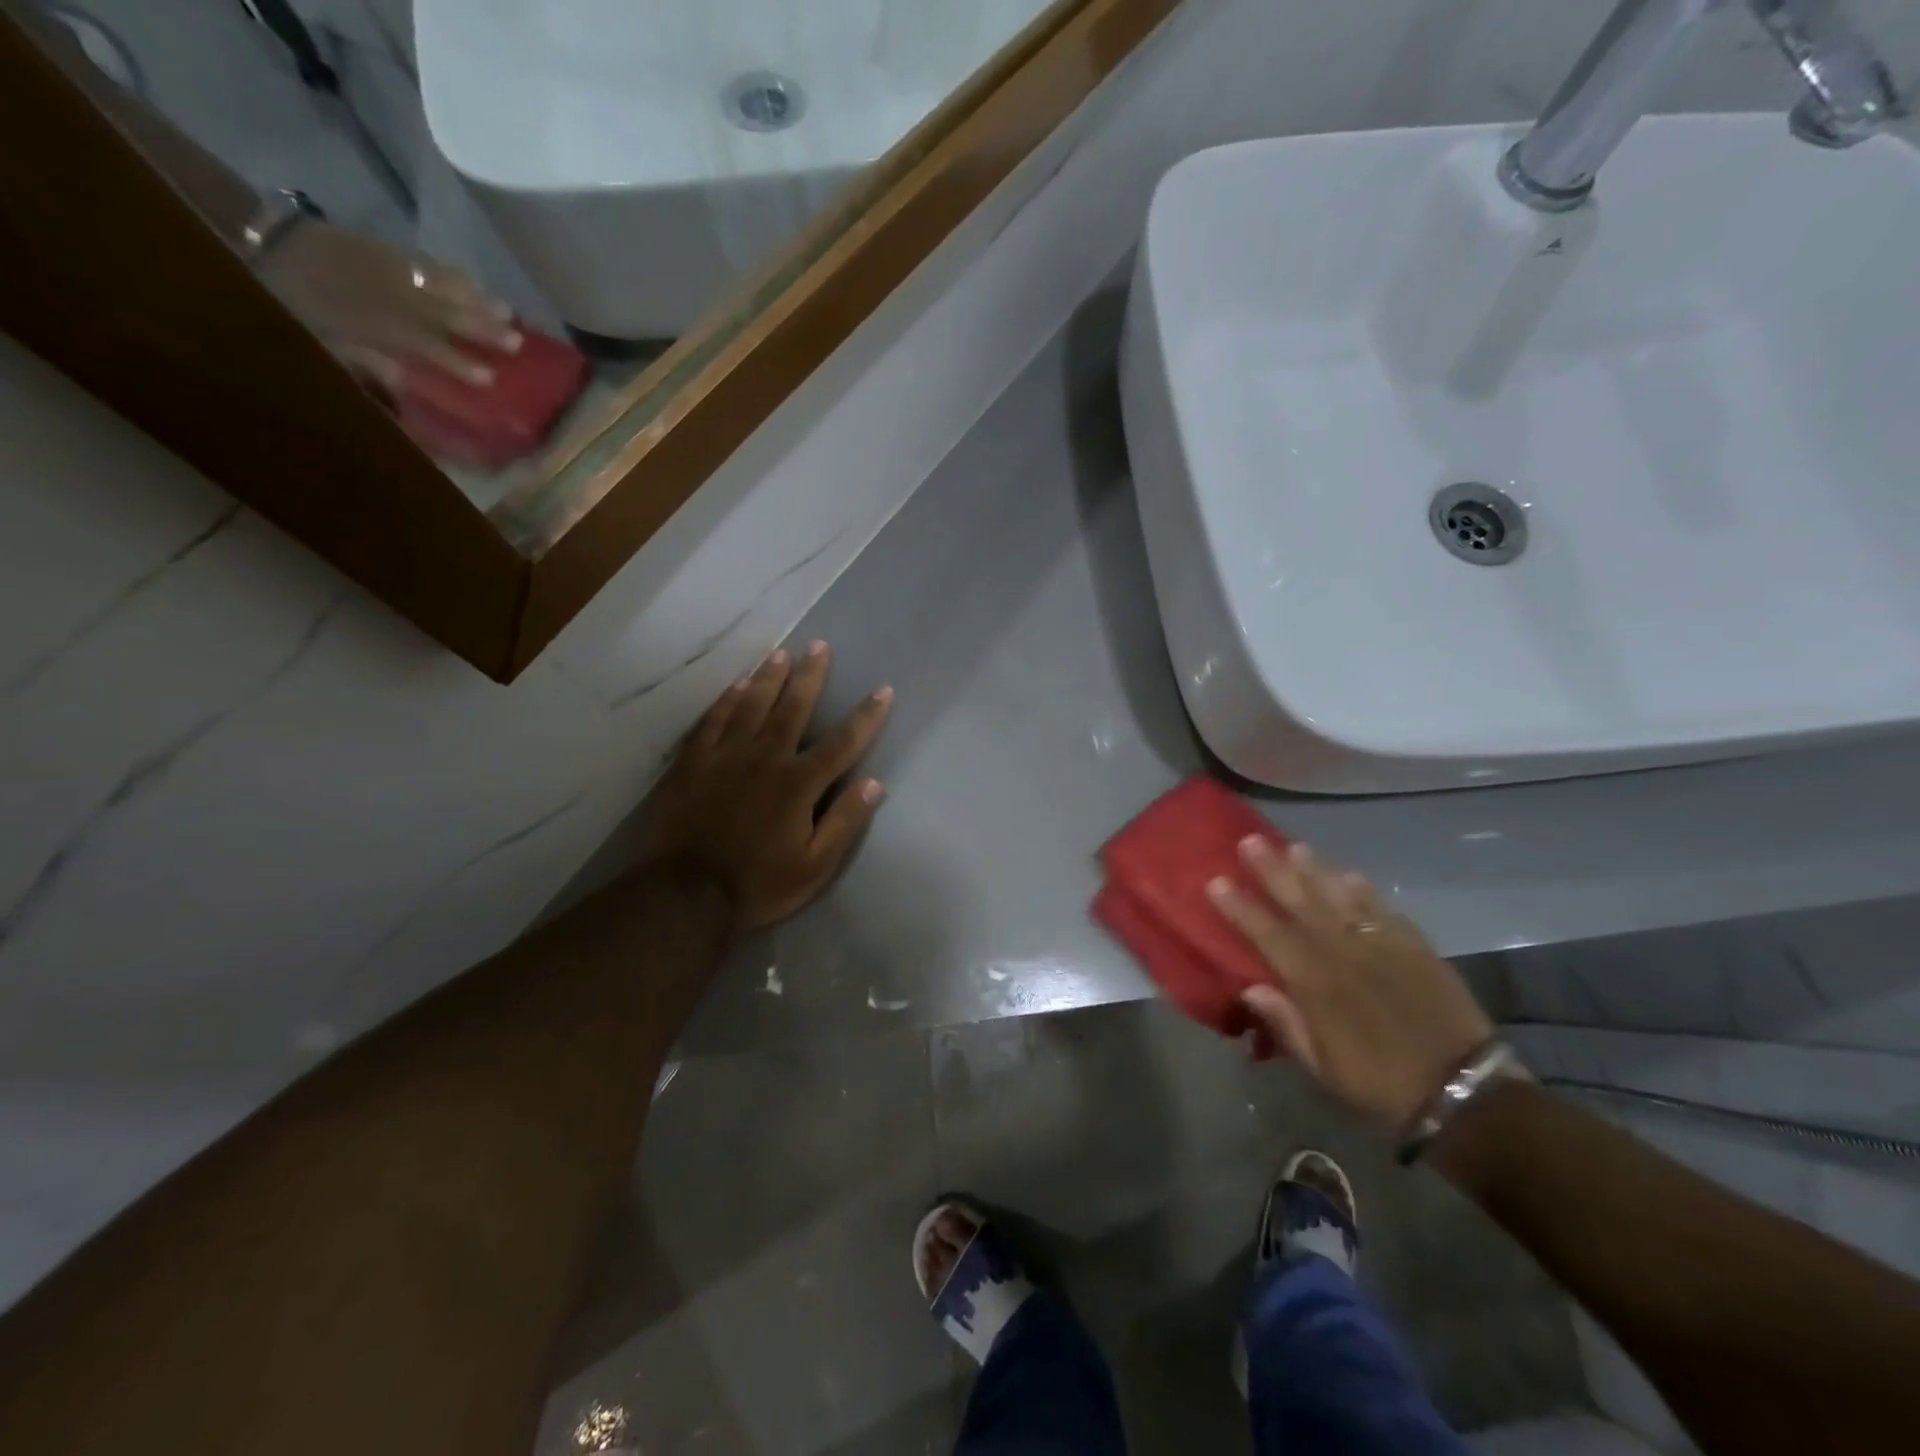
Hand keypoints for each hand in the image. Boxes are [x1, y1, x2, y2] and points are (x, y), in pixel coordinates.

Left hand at [255, 221, 523, 388]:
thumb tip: (404, 385)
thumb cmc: (285, 303)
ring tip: (507, 312)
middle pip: (444, 314)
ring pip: (440, 285)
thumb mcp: (316, 342)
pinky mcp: (380, 247)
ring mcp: (386, 269)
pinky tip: (472, 281)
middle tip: (517, 343)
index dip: (457, 364)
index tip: (489, 380)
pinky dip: (450, 272)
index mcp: (373, 324)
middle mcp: (389, 296)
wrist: (252, 236)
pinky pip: (423, 261)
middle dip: (482, 329)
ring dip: (476, 299)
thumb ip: (363, 363)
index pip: (427, 347)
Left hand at [639, 644, 893, 934]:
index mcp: (798, 784)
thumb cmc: (758, 885)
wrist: (685, 896)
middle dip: (810, 676)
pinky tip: (735, 686)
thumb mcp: (814, 866)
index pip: (842, 743)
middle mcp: (764, 759)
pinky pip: (711, 722)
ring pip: (751, 706)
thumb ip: (845, 822)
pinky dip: (725, 701)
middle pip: (792, 709)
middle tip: (820, 646)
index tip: (883, 691)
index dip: (866, 717)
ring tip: (781, 654)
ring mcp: (724, 757)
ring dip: (768, 679)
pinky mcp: (692, 764)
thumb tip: (874, 783)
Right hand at [1207, 838, 1492, 1131]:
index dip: (1240, 907)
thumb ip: (1285, 1023)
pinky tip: (1351, 875)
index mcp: (1314, 983)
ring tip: (1295, 846)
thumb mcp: (1322, 1067)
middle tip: (1250, 841)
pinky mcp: (1415, 947)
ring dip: (1315, 869)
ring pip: (1340, 896)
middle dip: (1273, 870)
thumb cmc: (1380, 1084)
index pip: (1267, 934)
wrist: (1463, 1091)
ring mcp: (1381, 945)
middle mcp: (1343, 953)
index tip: (1217, 881)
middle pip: (1301, 902)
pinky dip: (1365, 890)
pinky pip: (1383, 908)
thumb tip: (1251, 988)